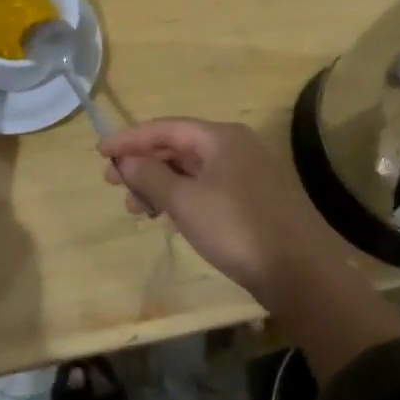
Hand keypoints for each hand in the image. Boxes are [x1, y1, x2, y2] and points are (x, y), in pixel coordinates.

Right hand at [98, 118, 341, 300]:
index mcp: (220, 137)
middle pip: (178, 146)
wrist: (300, 272)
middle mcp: (235, 146)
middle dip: (143, 163)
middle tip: (112, 182)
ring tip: (136, 207)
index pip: (165, 127)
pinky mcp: (252, 199)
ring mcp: (246, 173)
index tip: (99, 152)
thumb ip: (151, 176)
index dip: (130, 139)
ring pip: (191, 169)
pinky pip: (206, 187)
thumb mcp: (185, 201)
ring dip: (160, 183)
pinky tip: (167, 215)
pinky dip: (181, 196)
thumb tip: (127, 159)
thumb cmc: (236, 227)